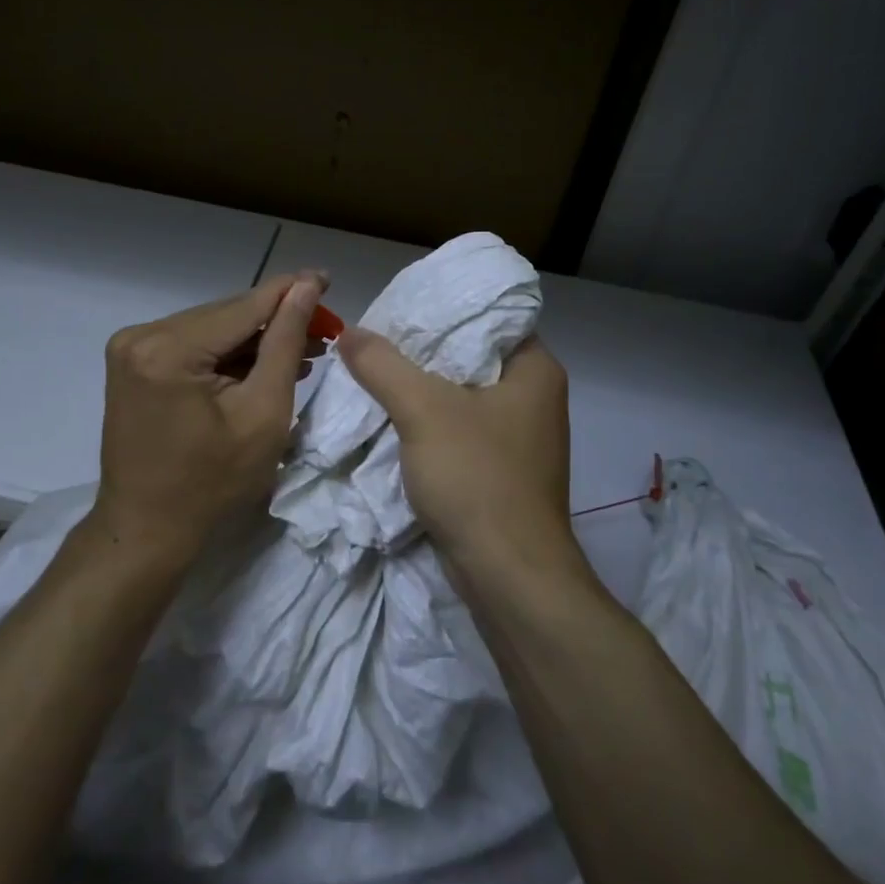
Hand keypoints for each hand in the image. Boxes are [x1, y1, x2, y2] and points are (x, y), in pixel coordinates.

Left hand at [90, 271, 326, 566]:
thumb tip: (307, 287)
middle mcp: (141, 336)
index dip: (291, 291)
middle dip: (275, 321)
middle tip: (324, 330)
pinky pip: (192, 345)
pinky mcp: (133, 363)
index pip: (244, 307)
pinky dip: (227, 354)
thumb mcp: (263, 413)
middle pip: (226, 316)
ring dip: (254, 339)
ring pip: (212, 329)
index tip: (328, 278)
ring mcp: (132, 348)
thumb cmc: (213, 484)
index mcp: (168, 349)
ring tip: (303, 350)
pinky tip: (262, 363)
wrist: (146, 530)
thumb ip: (284, 342)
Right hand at [337, 329, 585, 587]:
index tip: (398, 307)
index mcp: (535, 369)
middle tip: (376, 337)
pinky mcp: (501, 469)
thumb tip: (349, 331)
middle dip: (422, 350)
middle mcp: (534, 397)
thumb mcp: (423, 410)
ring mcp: (519, 437)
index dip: (442, 309)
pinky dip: (429, 423)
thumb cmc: (477, 478)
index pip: (488, 317)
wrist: (508, 576)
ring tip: (374, 371)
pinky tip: (392, 417)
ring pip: (462, 395)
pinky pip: (460, 430)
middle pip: (470, 356)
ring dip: (421, 389)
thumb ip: (382, 365)